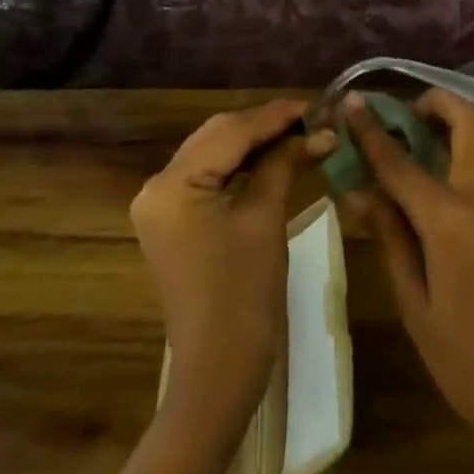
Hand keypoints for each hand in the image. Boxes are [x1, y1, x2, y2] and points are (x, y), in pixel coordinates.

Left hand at [131, 99, 313, 427]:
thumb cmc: (245, 293)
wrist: (219, 368)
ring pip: (213, 153)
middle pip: (217, 137)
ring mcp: (160, 205)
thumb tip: (317, 131)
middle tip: (311, 120)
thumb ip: (284, 163)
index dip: (276, 116)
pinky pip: (208, 177)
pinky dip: (240, 166)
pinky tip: (272, 159)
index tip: (316, 104)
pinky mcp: (172, 221)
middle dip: (264, 126)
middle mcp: (156, 186)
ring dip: (254, 143)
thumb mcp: (265, 218)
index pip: (230, 132)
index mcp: (173, 184)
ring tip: (298, 134)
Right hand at [343, 91, 473, 473]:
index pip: (399, 163)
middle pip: (471, 121)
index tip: (354, 103)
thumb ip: (391, 239)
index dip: (371, 129)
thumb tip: (359, 192)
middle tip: (421, 110)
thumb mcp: (415, 306)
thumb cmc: (467, 364)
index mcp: (448, 224)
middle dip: (441, 101)